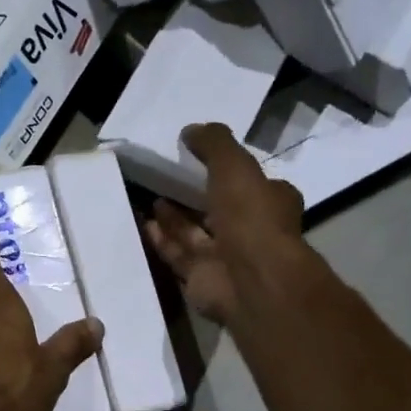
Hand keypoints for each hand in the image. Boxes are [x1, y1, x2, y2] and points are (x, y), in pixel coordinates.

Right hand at [144, 123, 307, 323]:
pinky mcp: (200, 278)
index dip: (227, 170)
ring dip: (172, 217)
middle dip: (193, 195)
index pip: (249, 182)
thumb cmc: (251, 217)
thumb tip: (190, 130)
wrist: (249, 280)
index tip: (199, 157)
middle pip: (217, 209)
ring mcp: (224, 258)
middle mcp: (248, 230)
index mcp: (269, 202)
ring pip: (193, 233)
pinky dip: (159, 239)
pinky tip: (141, 223)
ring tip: (147, 196)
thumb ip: (214, 144)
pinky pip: (176, 254)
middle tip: (165, 177)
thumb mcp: (235, 166)